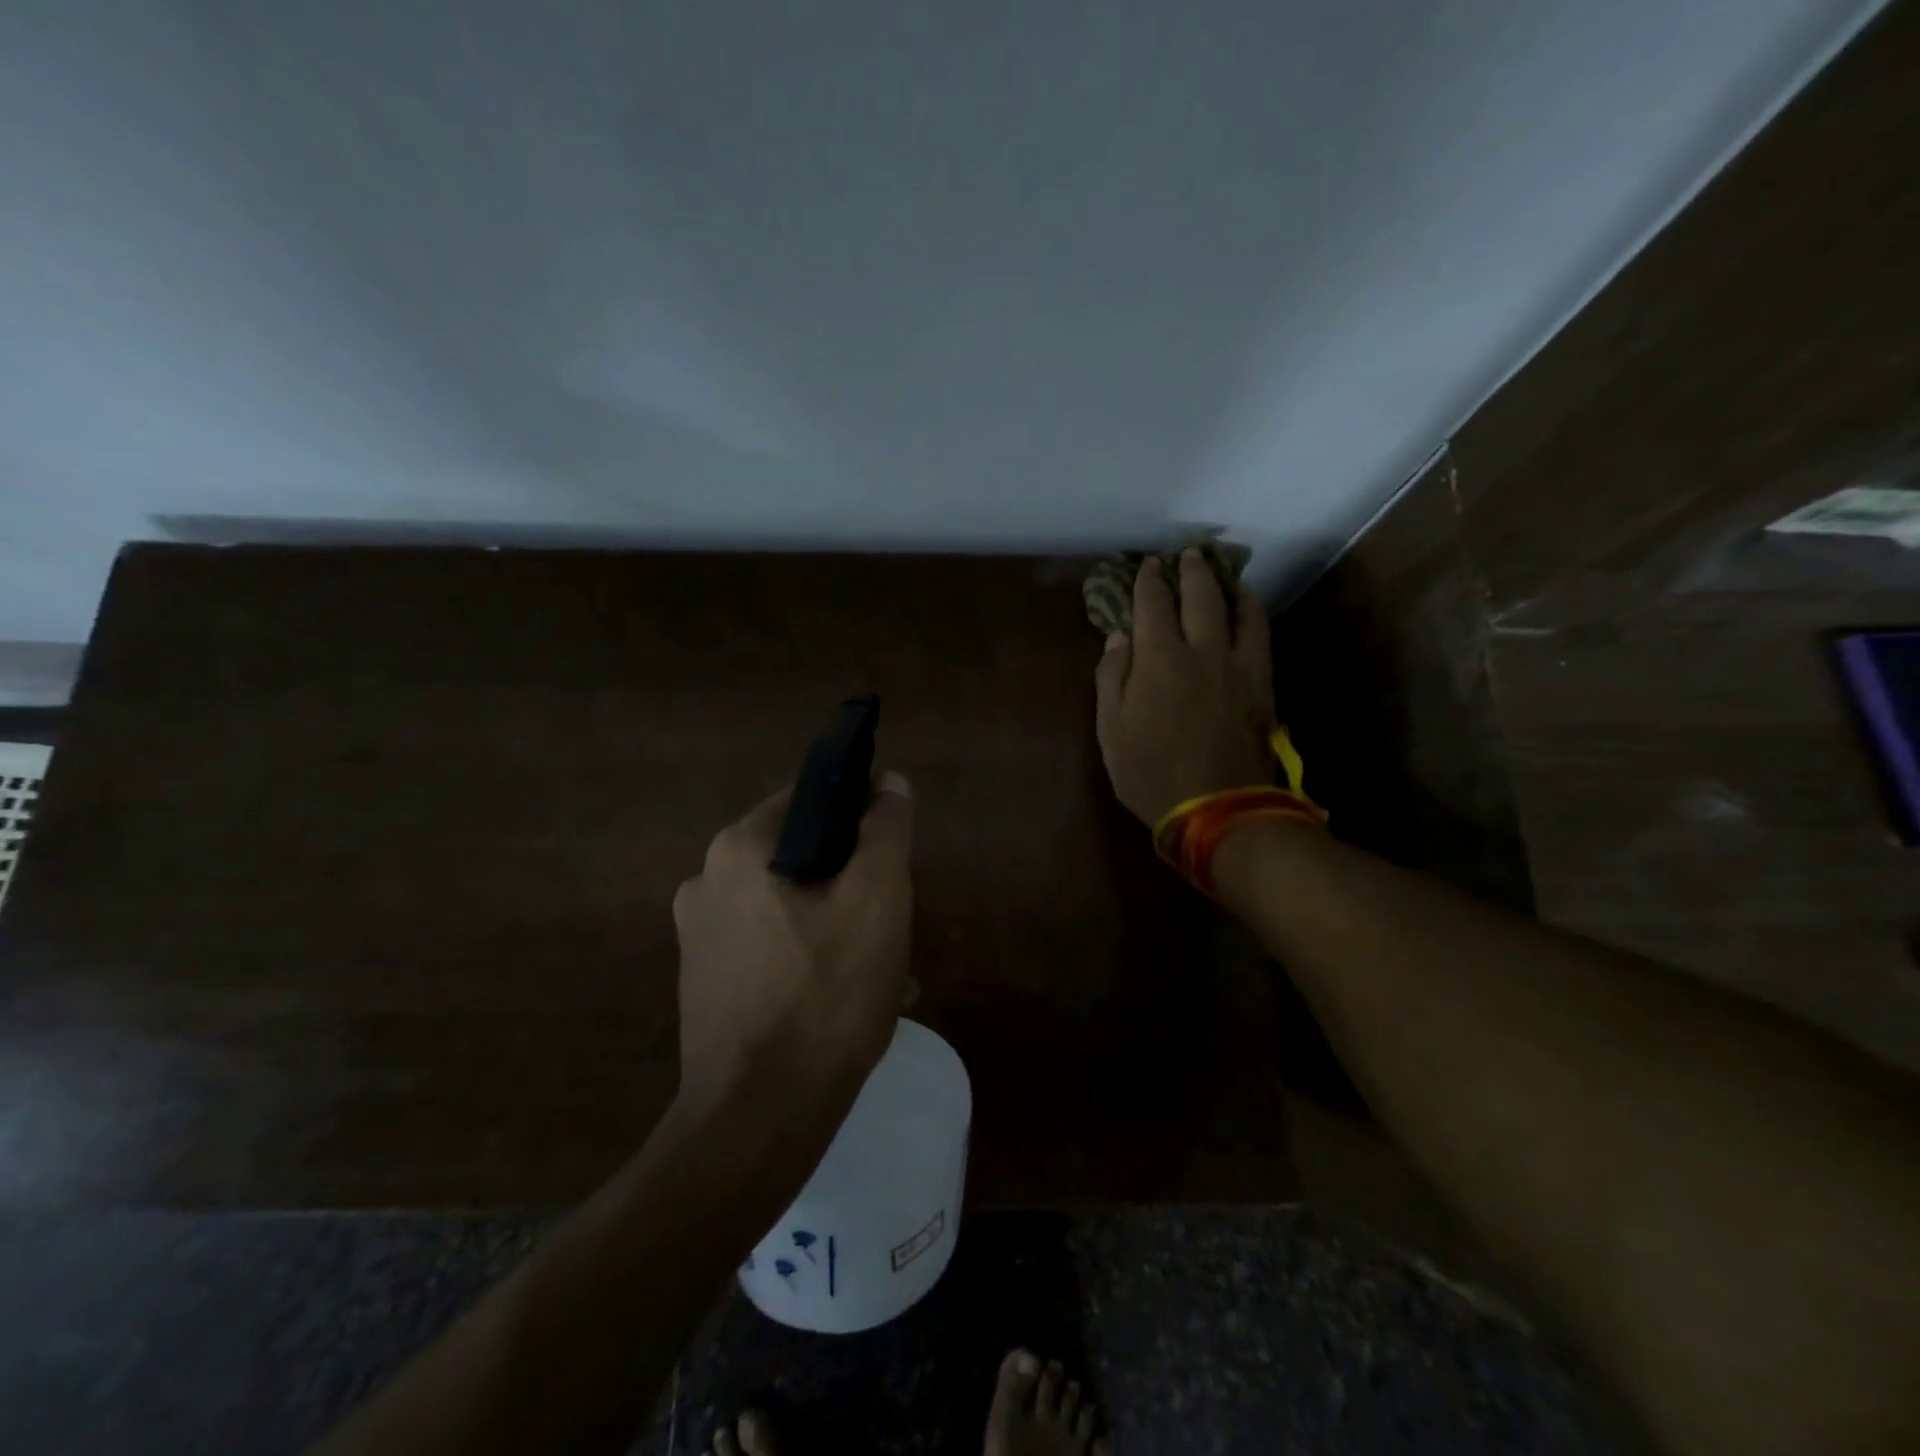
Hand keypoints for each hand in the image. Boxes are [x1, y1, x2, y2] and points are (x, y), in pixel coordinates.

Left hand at [672, 773, 914, 1116]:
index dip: (860, 819)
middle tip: (895, 919)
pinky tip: (850, 997)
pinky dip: (812, 958)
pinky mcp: (706, 984)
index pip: (810, 801)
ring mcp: (700, 938)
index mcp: (738, 849)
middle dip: (854, 882)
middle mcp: (706, 883)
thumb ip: (886, 830)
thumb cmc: (825, 994)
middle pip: (802, 857)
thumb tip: (891, 783)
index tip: (893, 858)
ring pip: (790, 906)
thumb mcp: (877, 899)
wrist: (760, 1119)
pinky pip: (772, 948)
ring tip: (885, 967)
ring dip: (840, 924)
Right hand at [1094, 550, 1275, 825]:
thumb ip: (1112, 678)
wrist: (1216, 808)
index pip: (1152, 605)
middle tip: (1187, 556)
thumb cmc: (1150, 772)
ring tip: (1223, 575)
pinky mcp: (1262, 685)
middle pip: (1200, 596)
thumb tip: (1119, 637)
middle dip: (1190, 571)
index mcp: (1159, 659)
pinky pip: (1261, 636)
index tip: (1147, 566)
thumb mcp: (1111, 730)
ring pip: (1239, 610)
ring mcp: (1238, 666)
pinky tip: (1248, 611)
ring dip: (1228, 585)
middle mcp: (1202, 650)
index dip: (1148, 581)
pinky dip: (1253, 614)